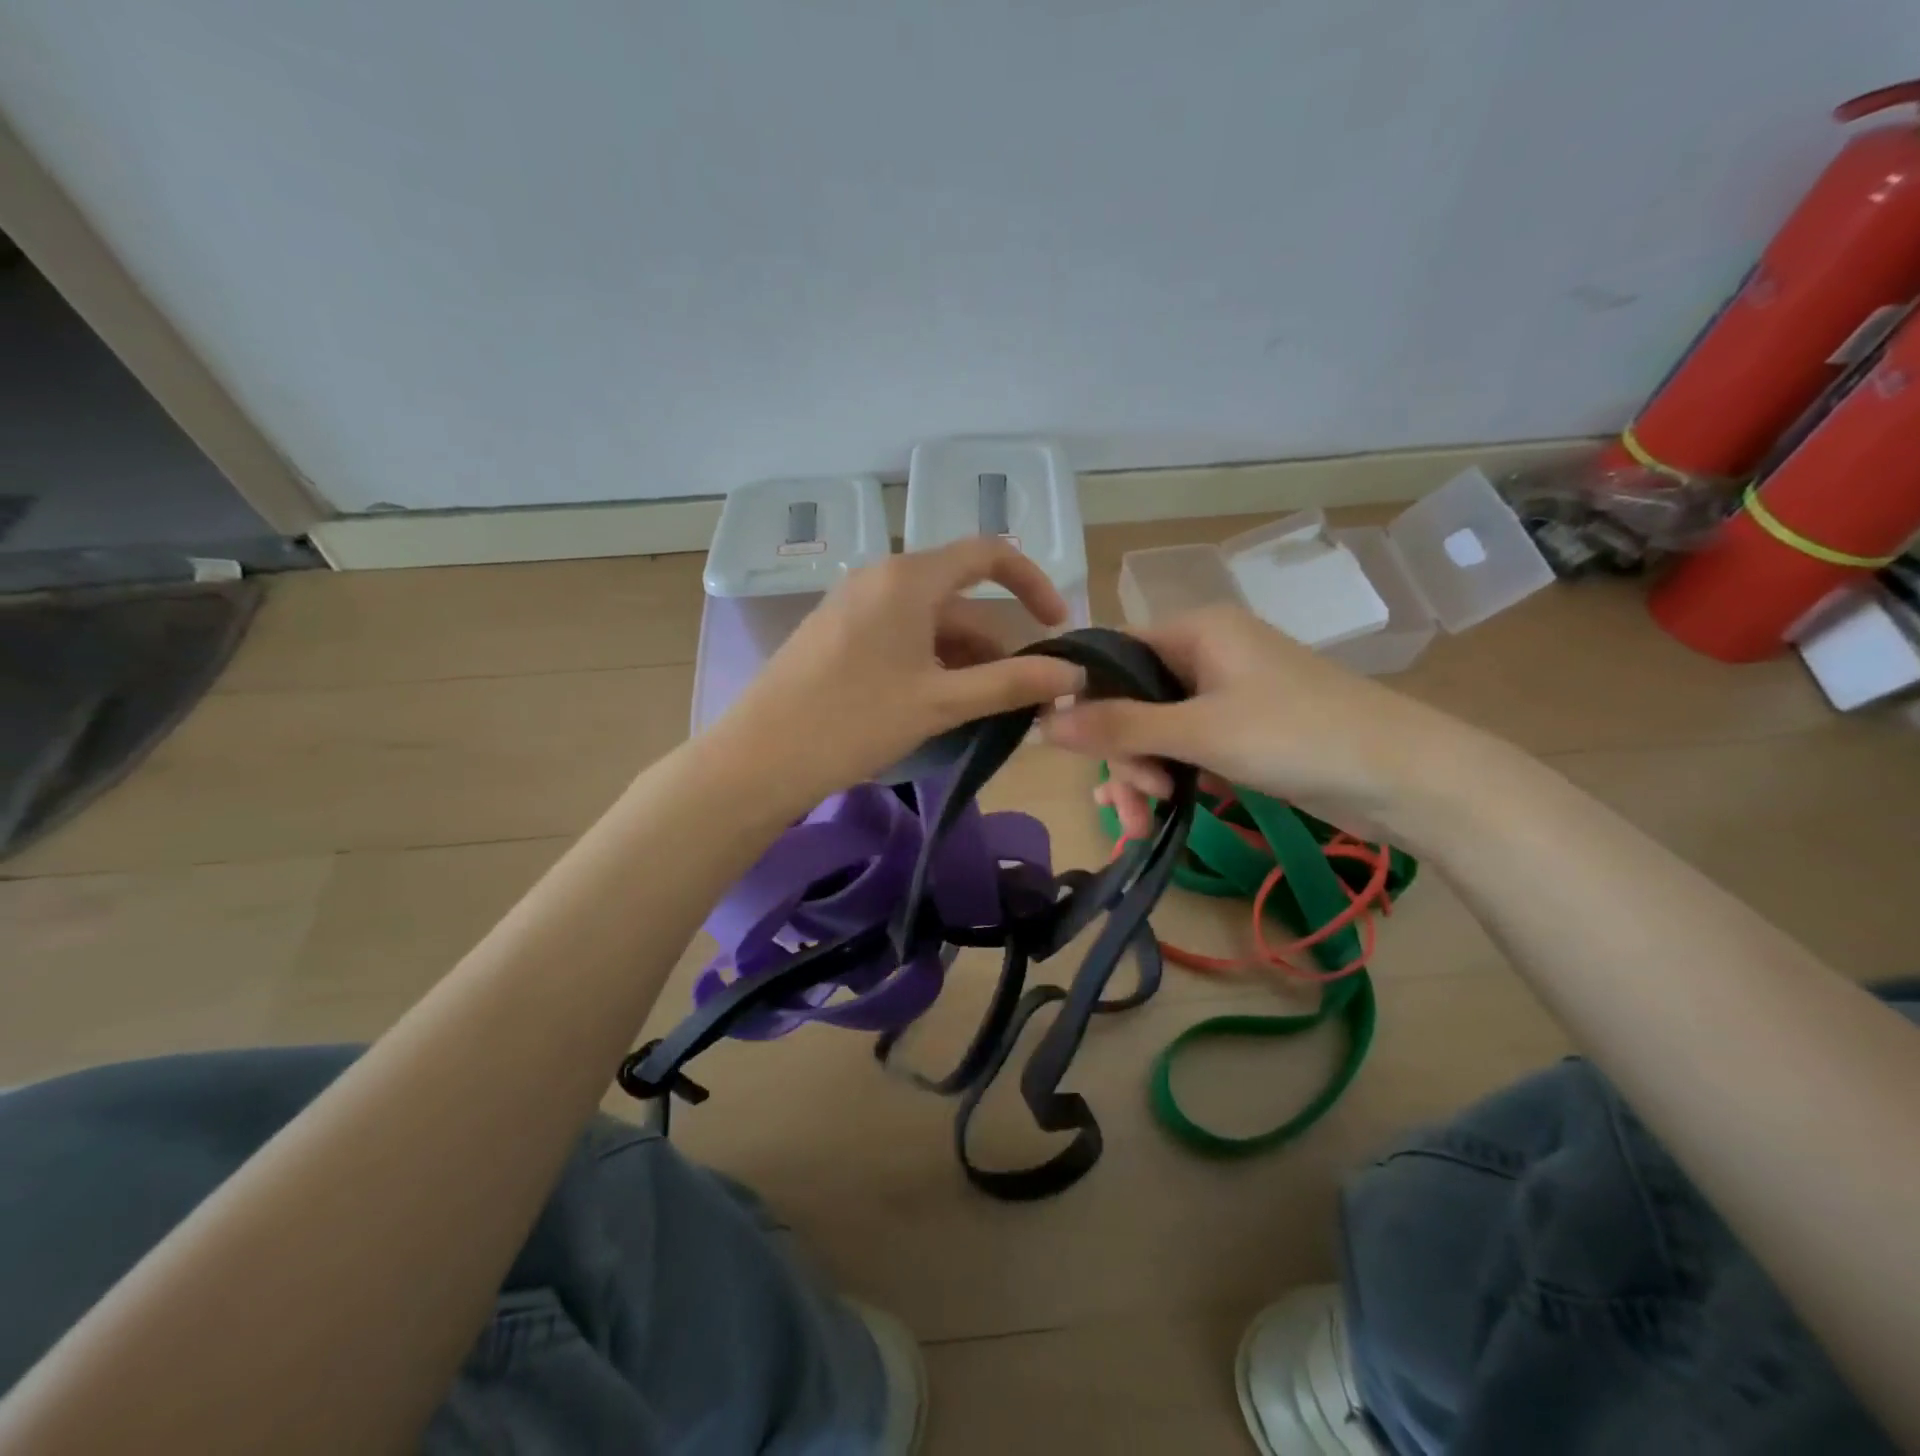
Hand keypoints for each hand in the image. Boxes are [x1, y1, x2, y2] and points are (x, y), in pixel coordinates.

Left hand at [713, 538, 1085, 804]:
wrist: (760, 758)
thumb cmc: (855, 721)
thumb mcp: (941, 702)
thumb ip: (1012, 684)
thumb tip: (1073, 672)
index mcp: (908, 577)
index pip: (988, 554)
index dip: (1033, 583)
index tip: (1057, 627)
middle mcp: (879, 577)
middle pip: (958, 596)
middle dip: (997, 642)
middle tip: (1021, 694)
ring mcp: (852, 604)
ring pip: (928, 621)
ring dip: (964, 658)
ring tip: (982, 710)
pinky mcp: (835, 632)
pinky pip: (898, 635)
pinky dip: (929, 662)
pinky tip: (936, 705)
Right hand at [1041, 605, 1492, 841]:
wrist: (1407, 779)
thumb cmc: (1299, 736)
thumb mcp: (1200, 732)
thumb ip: (1119, 727)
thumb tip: (1041, 722)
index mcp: (1196, 631)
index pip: (1112, 653)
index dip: (1083, 697)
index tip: (1066, 748)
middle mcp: (1207, 655)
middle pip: (1132, 701)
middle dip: (1123, 756)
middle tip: (1133, 803)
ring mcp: (1226, 696)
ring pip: (1156, 732)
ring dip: (1143, 776)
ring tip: (1144, 825)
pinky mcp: (1242, 733)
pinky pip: (1186, 751)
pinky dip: (1170, 779)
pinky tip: (1154, 814)